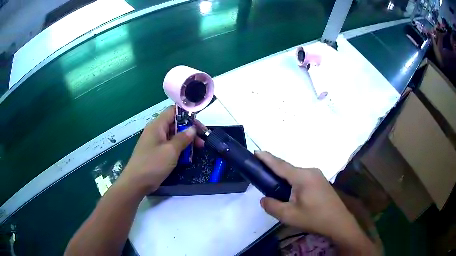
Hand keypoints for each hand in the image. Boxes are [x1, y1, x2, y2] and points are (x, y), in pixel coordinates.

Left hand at [120, 106, 195, 193]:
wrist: (136, 182)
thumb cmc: (153, 164)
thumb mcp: (170, 151)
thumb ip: (183, 138)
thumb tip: (192, 129)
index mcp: (157, 125)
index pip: (173, 111)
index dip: (187, 115)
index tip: (199, 125)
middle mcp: (156, 131)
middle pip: (175, 124)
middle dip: (189, 131)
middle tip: (202, 141)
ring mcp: (155, 142)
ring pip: (173, 136)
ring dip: (186, 141)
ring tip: (198, 149)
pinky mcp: (156, 152)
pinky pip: (169, 146)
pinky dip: (179, 149)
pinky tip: (187, 156)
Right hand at [255, 151, 375, 254]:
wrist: (338, 222)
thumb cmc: (314, 218)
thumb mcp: (289, 216)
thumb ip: (272, 206)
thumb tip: (264, 199)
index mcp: (302, 177)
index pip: (280, 165)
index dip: (267, 158)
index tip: (256, 151)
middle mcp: (311, 171)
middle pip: (288, 169)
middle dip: (274, 170)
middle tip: (261, 174)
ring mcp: (318, 176)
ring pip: (296, 174)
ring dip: (285, 178)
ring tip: (275, 186)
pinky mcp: (321, 182)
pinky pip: (303, 178)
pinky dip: (293, 182)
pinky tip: (291, 192)